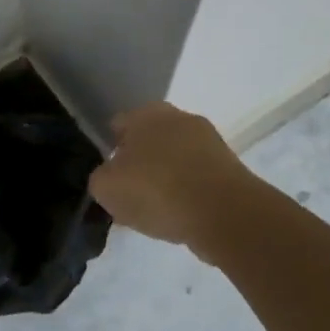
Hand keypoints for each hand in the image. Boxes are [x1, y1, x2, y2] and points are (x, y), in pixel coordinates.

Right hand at [88, 103, 255, 262]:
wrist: (223, 212)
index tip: (108, 177)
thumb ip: (101, 179)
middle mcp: (179, 117)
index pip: (119, 125)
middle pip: (149, 140)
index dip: (110, 150)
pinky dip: (187, 192)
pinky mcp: (228, 166)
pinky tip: (179, 216)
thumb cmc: (157, 191)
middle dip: (140, 163)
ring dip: (165, 178)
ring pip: (174, 159)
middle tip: (130, 194)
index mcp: (146, 114)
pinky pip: (196, 177)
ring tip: (155, 211)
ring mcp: (208, 140)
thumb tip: (110, 178)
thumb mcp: (107, 188)